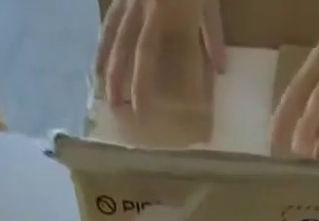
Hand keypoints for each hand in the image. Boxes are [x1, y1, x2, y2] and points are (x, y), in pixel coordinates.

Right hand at [96, 0, 225, 113]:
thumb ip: (212, 33)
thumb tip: (220, 69)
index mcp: (169, 9)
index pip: (162, 54)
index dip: (158, 82)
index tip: (157, 110)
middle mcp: (147, 6)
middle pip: (135, 49)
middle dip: (130, 81)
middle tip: (129, 112)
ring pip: (116, 35)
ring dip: (110, 66)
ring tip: (106, 94)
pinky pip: (111, 19)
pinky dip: (104, 42)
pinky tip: (99, 62)